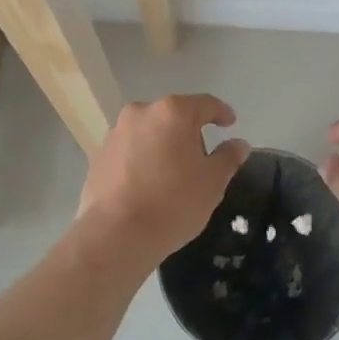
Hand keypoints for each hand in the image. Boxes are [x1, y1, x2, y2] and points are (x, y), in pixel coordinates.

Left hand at [74, 95, 248, 273]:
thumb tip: (238, 143)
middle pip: (174, 115)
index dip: (221, 112)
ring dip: (164, 144)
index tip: (230, 123)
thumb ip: (228, 157)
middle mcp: (141, 112)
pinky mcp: (99, 155)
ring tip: (173, 172)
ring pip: (149, 132)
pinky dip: (143, 159)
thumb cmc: (173, 203)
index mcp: (173, 112)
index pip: (205, 104)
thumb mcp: (212, 182)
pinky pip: (130, 150)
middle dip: (190, 131)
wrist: (115, 235)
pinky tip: (149, 183)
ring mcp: (116, 133)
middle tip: (202, 156)